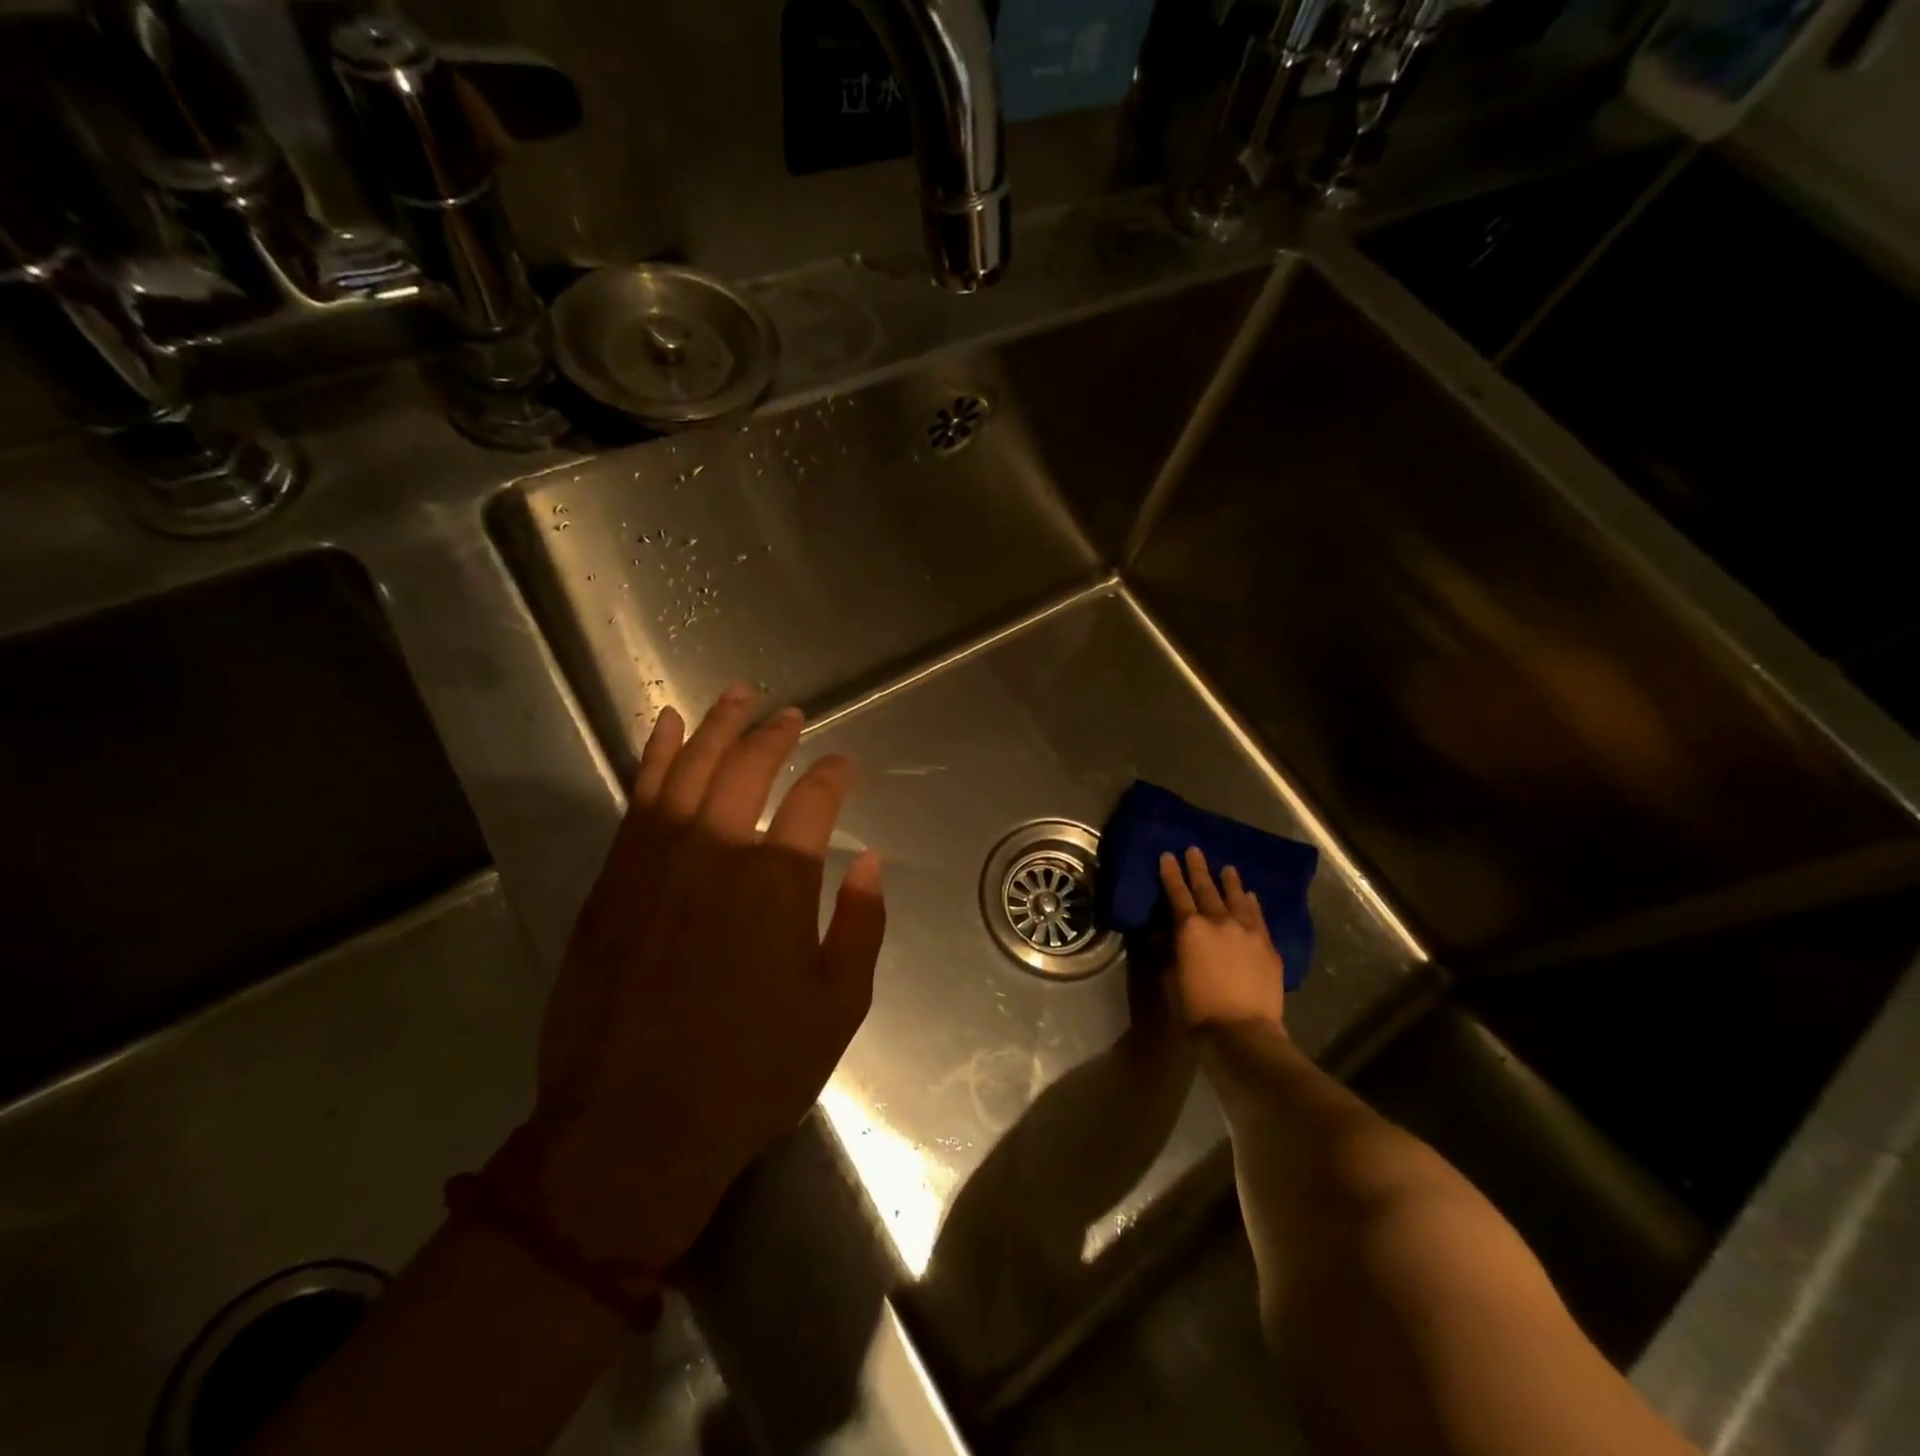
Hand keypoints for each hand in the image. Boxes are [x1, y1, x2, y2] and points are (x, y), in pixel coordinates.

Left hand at [532, 686, 885, 1272]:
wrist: (633, 1128)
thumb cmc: (750, 1072)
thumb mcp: (837, 1008)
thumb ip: (861, 925)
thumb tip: (868, 861)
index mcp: (779, 881)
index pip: (814, 800)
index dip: (833, 775)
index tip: (843, 765)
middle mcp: (717, 851)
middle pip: (748, 767)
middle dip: (774, 735)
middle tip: (790, 716)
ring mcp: (657, 859)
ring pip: (690, 768)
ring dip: (716, 726)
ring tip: (737, 696)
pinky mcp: (614, 877)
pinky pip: (637, 797)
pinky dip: (653, 755)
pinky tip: (664, 727)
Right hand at [1159, 847, 1285, 1034]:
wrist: (1243, 1031)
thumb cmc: (1197, 1009)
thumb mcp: (1170, 980)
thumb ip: (1169, 953)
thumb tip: (1165, 936)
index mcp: (1190, 928)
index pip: (1177, 893)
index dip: (1171, 873)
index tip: (1168, 855)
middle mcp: (1219, 921)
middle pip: (1206, 888)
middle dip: (1198, 868)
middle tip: (1194, 850)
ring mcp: (1247, 931)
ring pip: (1237, 898)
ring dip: (1230, 882)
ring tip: (1227, 868)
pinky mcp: (1268, 946)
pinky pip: (1258, 917)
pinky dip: (1252, 903)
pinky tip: (1251, 896)